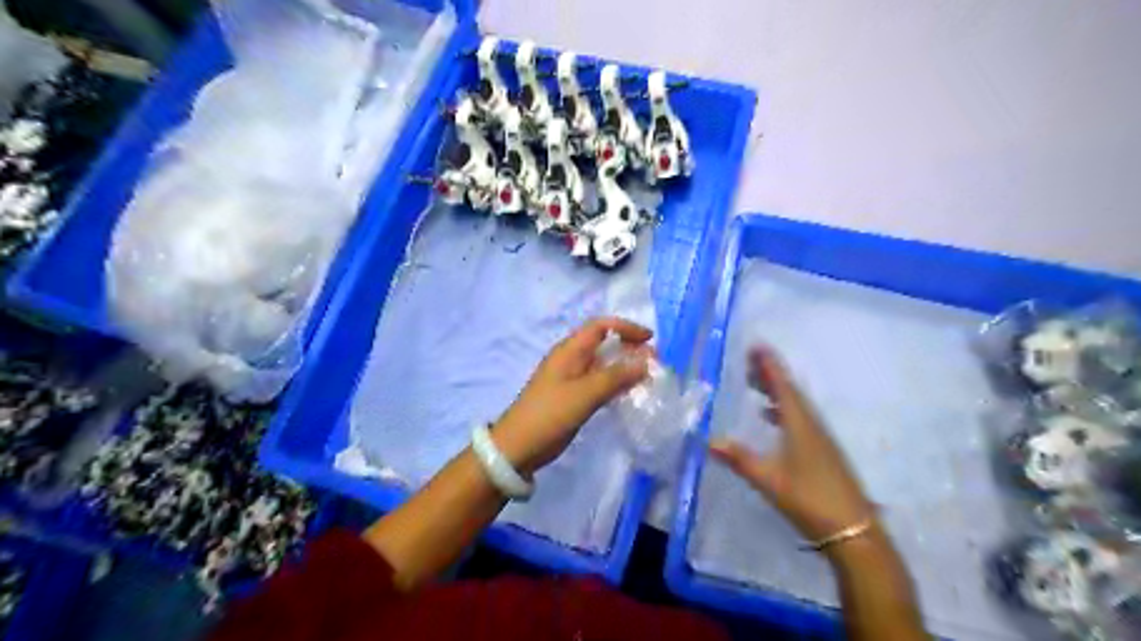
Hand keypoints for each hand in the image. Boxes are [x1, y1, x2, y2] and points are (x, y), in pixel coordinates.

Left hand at [491, 319, 649, 478]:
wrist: (518, 447)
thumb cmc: (550, 414)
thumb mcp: (584, 394)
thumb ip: (616, 377)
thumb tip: (645, 362)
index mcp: (569, 350)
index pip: (601, 326)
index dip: (626, 327)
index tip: (650, 339)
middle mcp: (570, 359)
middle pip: (603, 343)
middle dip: (629, 347)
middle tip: (654, 361)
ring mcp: (571, 379)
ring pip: (603, 363)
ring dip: (624, 366)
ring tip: (647, 375)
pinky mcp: (572, 396)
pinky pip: (599, 382)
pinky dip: (616, 382)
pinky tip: (629, 392)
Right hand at [710, 348, 875, 552]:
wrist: (853, 531)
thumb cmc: (809, 499)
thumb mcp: (769, 479)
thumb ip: (740, 459)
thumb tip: (710, 440)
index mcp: (800, 424)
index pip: (782, 386)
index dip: (769, 366)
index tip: (757, 346)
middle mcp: (812, 425)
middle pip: (789, 391)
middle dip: (770, 374)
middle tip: (750, 361)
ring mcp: (820, 439)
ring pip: (795, 405)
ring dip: (776, 391)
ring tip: (757, 384)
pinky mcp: (823, 452)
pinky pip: (800, 419)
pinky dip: (783, 410)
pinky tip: (772, 418)